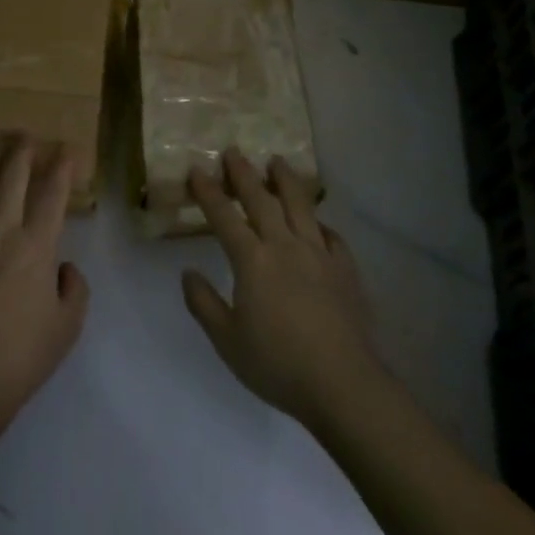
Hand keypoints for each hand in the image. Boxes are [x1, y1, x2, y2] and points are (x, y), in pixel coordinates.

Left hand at [0, 140, 89, 426]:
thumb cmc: (23, 356)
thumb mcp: (68, 326)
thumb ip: (74, 288)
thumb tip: (62, 267)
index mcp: (36, 246)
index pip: (53, 193)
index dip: (62, 166)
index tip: (67, 149)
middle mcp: (0, 232)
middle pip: (11, 176)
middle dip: (22, 150)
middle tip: (27, 136)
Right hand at [181, 148, 384, 426]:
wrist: (342, 383)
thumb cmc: (277, 364)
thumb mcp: (227, 341)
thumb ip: (204, 304)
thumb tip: (188, 273)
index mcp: (253, 261)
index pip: (224, 216)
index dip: (208, 192)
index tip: (197, 170)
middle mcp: (285, 246)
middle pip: (262, 200)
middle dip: (244, 173)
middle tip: (233, 151)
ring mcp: (319, 254)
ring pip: (300, 206)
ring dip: (285, 181)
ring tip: (277, 162)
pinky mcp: (346, 270)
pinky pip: (331, 236)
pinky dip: (320, 224)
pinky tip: (318, 224)